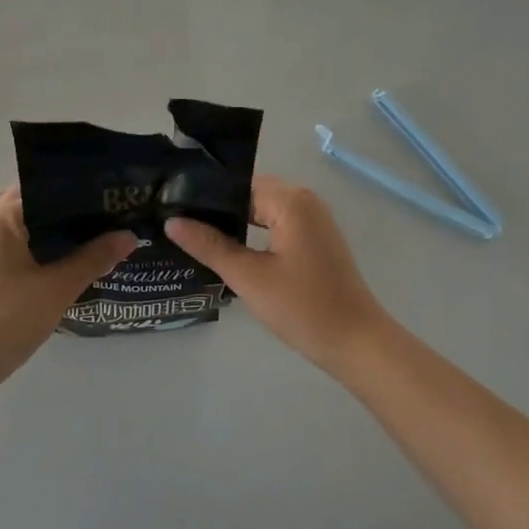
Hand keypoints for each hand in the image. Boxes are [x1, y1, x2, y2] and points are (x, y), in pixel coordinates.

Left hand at [0, 188, 134, 376]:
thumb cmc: (7, 318)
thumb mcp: (58, 287)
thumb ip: (96, 257)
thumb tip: (131, 234)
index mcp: (6, 210)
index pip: (57, 186)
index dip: (91, 193)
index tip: (123, 200)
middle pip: (49, 202)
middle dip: (83, 211)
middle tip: (122, 217)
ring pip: (40, 222)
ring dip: (68, 230)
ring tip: (109, 234)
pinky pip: (29, 238)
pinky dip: (53, 244)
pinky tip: (80, 256)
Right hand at [165, 175, 395, 376]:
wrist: (356, 343)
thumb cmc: (302, 307)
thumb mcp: (249, 277)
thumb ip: (209, 245)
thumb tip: (172, 221)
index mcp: (291, 201)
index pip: (237, 185)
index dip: (205, 196)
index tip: (172, 207)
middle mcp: (305, 200)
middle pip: (251, 194)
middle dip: (218, 209)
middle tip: (177, 223)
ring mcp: (315, 220)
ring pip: (264, 210)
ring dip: (236, 223)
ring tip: (196, 236)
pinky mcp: (317, 240)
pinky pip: (278, 224)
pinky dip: (255, 233)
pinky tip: (230, 251)